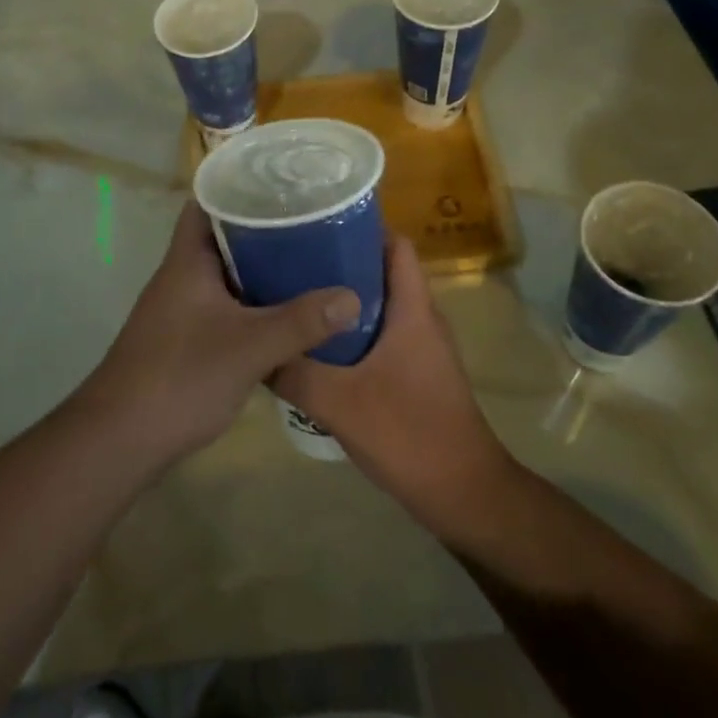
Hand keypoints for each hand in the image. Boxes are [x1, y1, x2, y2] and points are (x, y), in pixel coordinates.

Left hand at [76, 201, 360, 468]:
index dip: (240, 186)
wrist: (122, 438)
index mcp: (188, 261)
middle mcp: (182, 276)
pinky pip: (226, 305)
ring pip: (226, 274)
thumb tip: (353, 297)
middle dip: (263, 228)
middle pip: (223, 237)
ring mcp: (181, 309)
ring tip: (308, 260)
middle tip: (310, 221)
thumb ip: (301, 322)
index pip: (207, 202)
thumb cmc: (180, 376)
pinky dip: (253, 302)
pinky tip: (286, 313)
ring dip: (260, 268)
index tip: (281, 183)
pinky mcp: (186, 338)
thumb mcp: (249, 347)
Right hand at [272, 235, 514, 532]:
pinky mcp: (414, 373)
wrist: (463, 494)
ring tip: (295, 296)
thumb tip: (253, 349)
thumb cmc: (409, 434)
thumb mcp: (338, 403)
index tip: (317, 223)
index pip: (396, 245)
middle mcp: (420, 319)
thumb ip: (294, 373)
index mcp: (413, 309)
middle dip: (339, 260)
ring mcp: (420, 347)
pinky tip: (315, 345)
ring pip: (378, 305)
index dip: (362, 226)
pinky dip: (349, 331)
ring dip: (341, 299)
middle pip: (381, 270)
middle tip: (291, 259)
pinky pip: (379, 335)